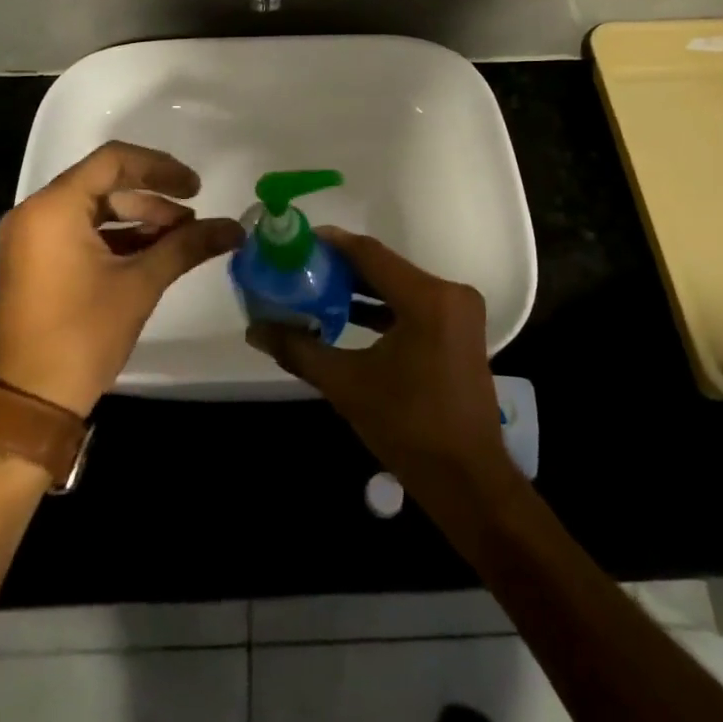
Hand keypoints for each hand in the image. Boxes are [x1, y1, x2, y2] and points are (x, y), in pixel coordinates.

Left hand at [0, 142, 241, 417]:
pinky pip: (79, 231)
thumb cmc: (83, 335)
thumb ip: (187, 246)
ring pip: (93, 209)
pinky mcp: (33, 260)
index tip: (195, 188)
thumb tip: (235, 228)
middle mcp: (34, 212)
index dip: (160, 168)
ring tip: (178, 238)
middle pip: (103, 184)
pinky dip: (115, 237)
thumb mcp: (141, 284)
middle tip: (191, 220)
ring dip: (137, 218)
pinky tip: (151, 252)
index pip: (113, 161)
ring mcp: (30, 237)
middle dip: (152, 199)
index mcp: (53, 208)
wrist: (30, 403)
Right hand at [247, 229, 512, 493]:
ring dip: (360, 288)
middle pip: (384, 267)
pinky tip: (346, 314)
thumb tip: (254, 329)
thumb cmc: (409, 429)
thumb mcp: (347, 385)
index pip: (369, 253)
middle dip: (340, 267)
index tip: (296, 240)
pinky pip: (413, 305)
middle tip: (299, 266)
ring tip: (315, 288)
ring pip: (398, 285)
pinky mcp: (458, 330)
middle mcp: (449, 293)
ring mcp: (458, 312)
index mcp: (427, 298)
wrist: (468, 481)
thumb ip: (299, 350)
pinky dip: (381, 307)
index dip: (331, 244)